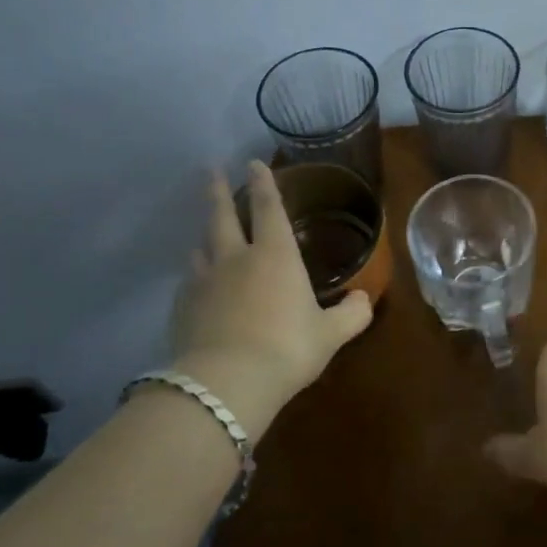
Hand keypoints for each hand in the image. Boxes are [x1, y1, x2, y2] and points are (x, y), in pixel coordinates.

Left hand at [169, 161, 372, 436]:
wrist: (226, 384)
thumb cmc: (287, 349)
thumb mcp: (331, 334)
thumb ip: (351, 314)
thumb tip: (363, 299)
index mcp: (276, 255)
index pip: (269, 208)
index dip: (264, 183)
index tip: (253, 163)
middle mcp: (236, 258)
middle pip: (222, 216)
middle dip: (219, 192)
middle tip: (211, 171)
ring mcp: (204, 282)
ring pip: (201, 247)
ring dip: (206, 234)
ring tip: (207, 232)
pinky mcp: (182, 308)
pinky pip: (189, 281)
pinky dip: (196, 274)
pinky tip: (199, 284)